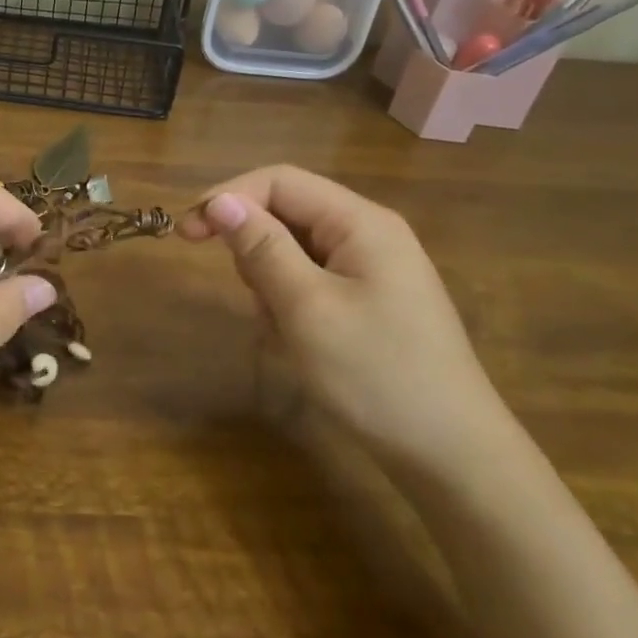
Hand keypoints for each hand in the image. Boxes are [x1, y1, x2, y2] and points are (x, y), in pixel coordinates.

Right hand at [177, 166, 516, 477]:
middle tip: (256, 301)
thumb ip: (262, 247)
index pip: (279, 181)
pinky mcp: (371, 302)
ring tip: (284, 331)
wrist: (451, 456)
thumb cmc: (375, 374)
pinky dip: (292, 305)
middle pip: (287, 213)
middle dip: (255, 249)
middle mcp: (369, 234)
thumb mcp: (307, 308)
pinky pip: (312, 283)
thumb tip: (219, 201)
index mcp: (360, 222)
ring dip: (272, 284)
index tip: (186, 235)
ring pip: (295, 252)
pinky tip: (300, 344)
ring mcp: (373, 270)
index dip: (228, 197)